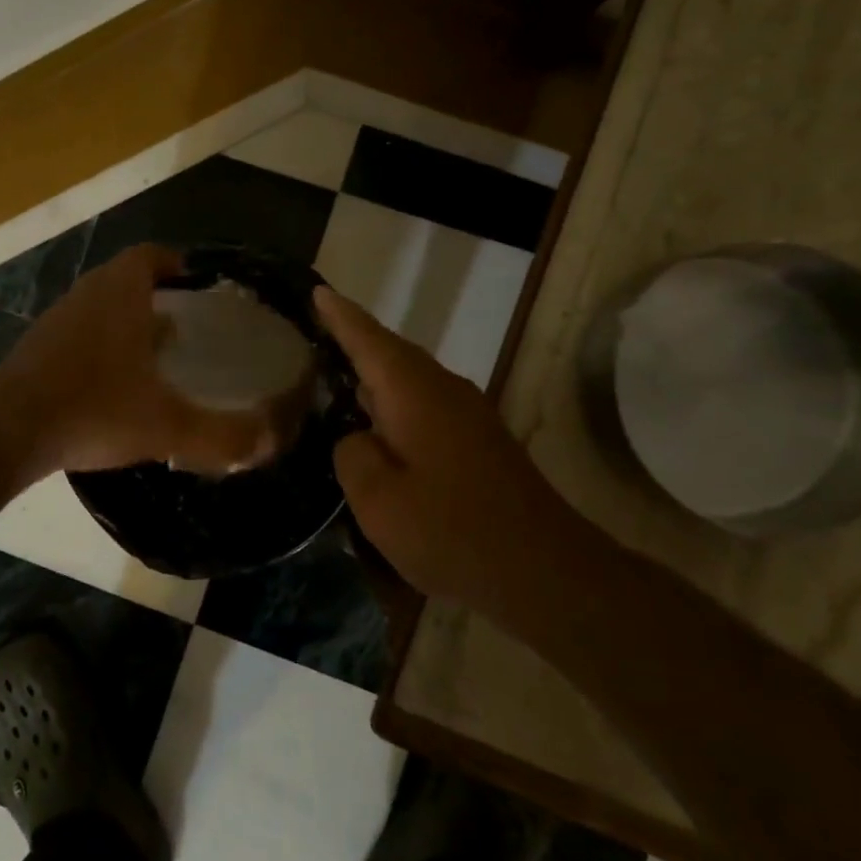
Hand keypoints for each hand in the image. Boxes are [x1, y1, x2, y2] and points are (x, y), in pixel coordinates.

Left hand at [0, 244, 279, 478]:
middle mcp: (85, 297)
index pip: (151, 255)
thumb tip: (271, 440)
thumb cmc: (93, 411)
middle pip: (124, 280)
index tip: (198, 284)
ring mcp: (55, 323)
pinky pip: (78, 337)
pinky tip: (113, 388)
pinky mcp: (35, 351)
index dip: (176, 263)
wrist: (6, 433)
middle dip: (156, 296)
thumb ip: (223, 434)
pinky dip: (100, 349)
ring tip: (155, 357)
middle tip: (186, 326)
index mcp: (119, 294)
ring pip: (99, 309)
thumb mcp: (166, 426)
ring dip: (126, 323)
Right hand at [313, 287, 578, 602]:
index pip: (368, 339)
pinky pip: (424, 403)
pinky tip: (378, 426)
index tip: (317, 290)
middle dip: (354, 341)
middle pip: (390, 353)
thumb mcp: (378, 499)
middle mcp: (443, 389)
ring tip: (336, 377)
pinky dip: (395, 402)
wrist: (545, 570)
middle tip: (315, 336)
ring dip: (375, 374)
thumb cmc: (452, 530)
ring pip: (409, 379)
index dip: (339, 315)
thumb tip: (357, 437)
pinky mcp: (479, 441)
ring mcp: (467, 414)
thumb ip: (352, 455)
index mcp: (414, 392)